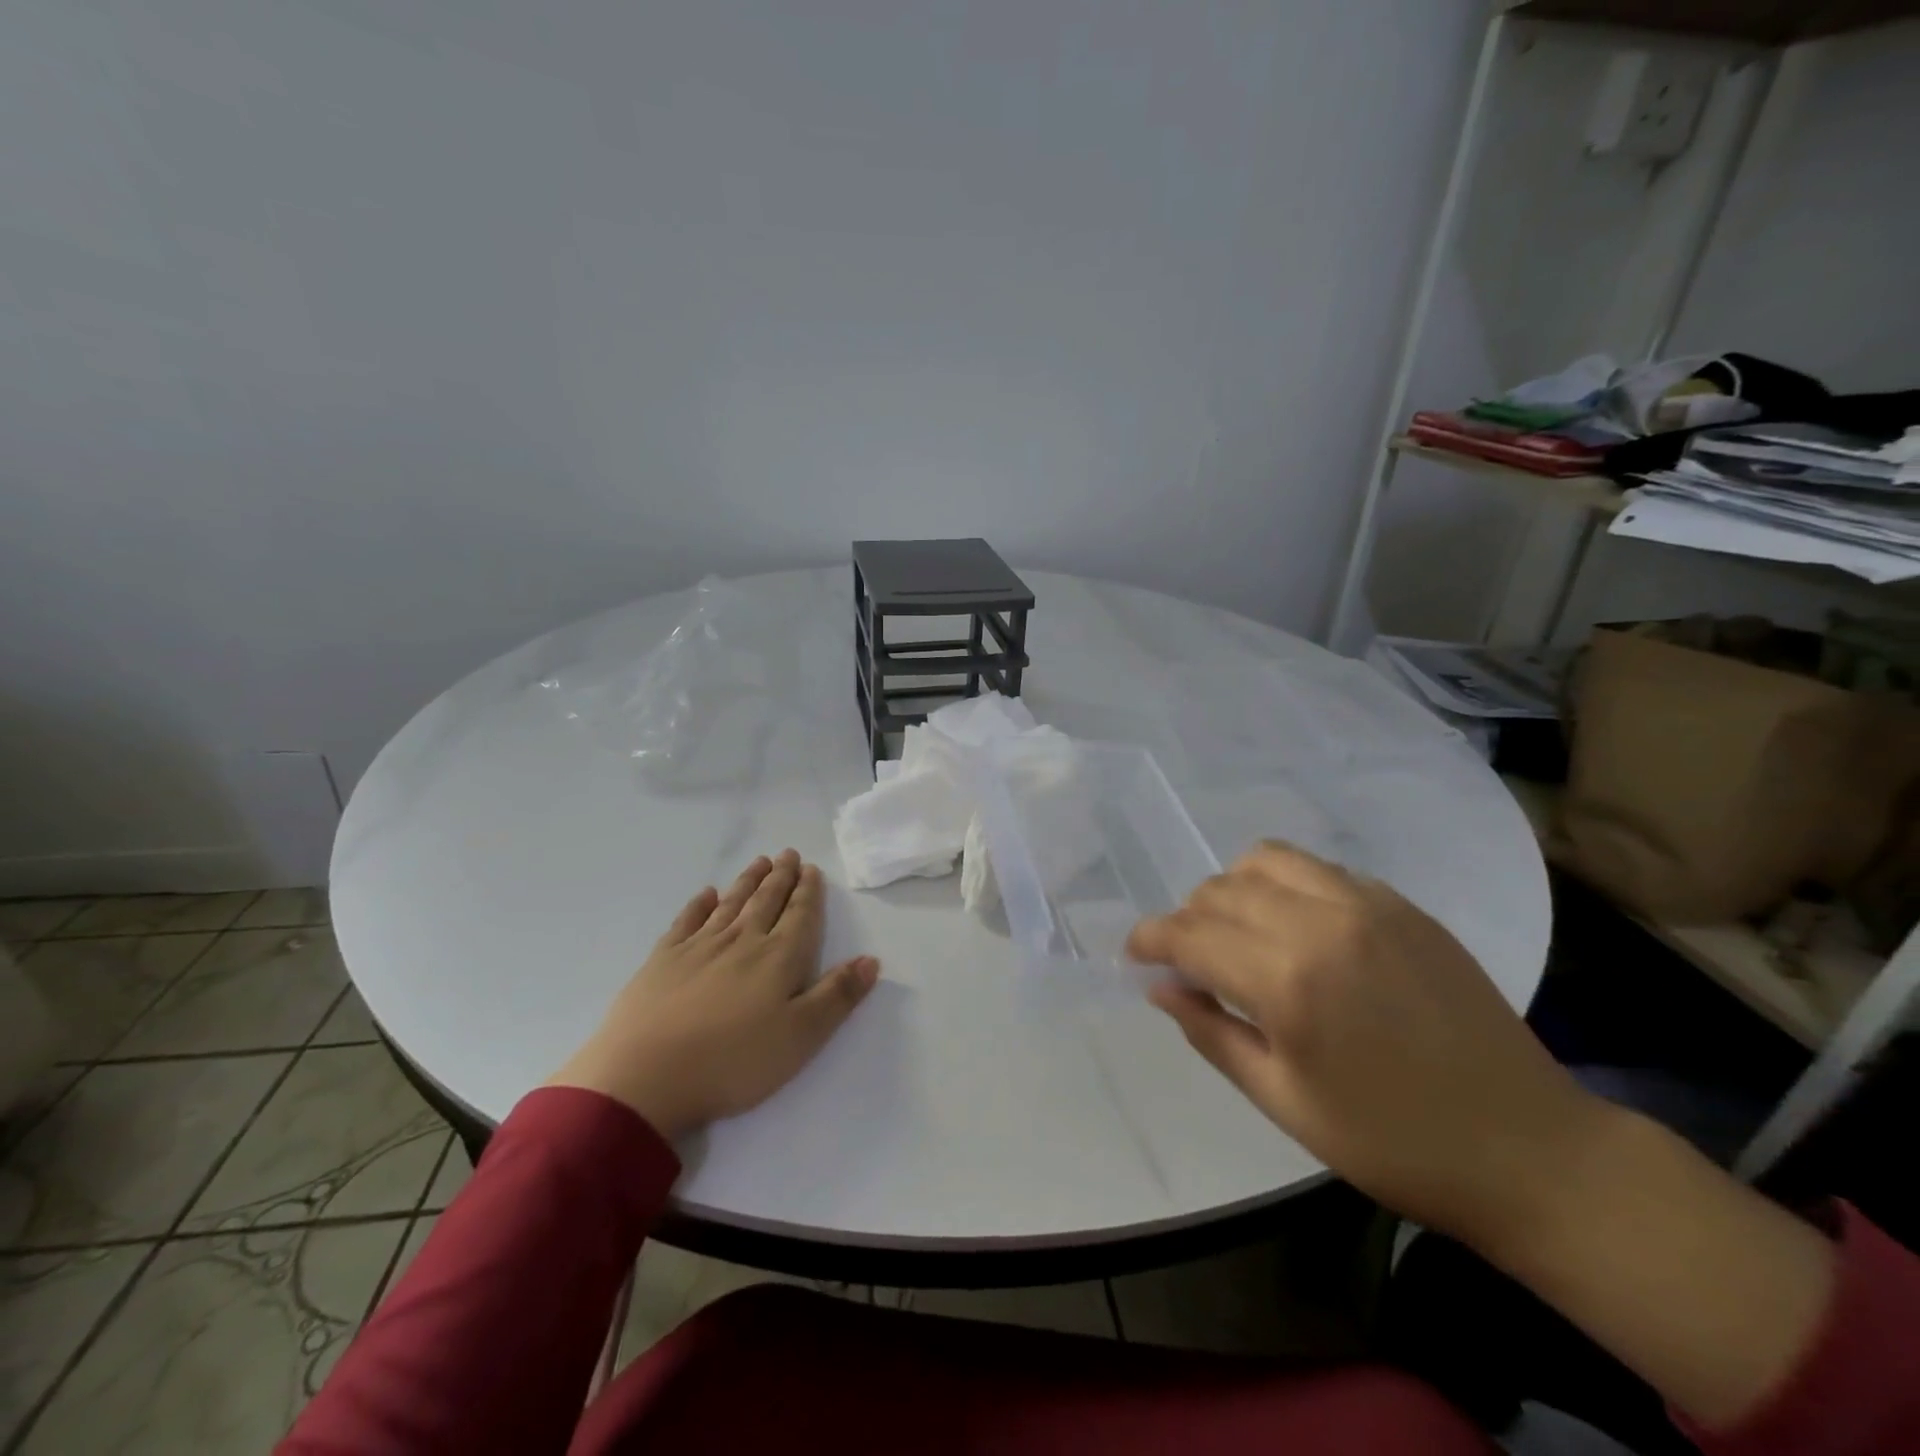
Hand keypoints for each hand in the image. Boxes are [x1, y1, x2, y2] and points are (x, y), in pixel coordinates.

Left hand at [548, 850, 879, 1138]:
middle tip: (788, 854)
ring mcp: (699, 947)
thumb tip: (871, 960)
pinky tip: (706, 894)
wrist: (645, 1077)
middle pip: (766, 901)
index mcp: (778, 958)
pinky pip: (686, 921)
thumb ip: (837, 996)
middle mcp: (742, 941)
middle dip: (781, 877)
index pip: (800, 915)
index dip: (808, 892)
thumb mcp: (801, 1037)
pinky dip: (699, 904)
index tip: (812, 869)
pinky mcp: (663, 960)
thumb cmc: (733, 1062)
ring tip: (759, 862)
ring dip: (747, 882)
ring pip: (731, 904)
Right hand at [1127, 840, 1596, 1250]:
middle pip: (1221, 891)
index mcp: (1287, 981)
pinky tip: (1298, 928)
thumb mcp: (1284, 1102)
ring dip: (1233, 889)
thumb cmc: (1393, 1143)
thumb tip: (1160, 986)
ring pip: (1266, 860)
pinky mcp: (1403, 905)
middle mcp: (1321, 923)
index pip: (1190, 934)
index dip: (1150, 939)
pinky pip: (1320, 869)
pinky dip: (1286, 885)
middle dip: (1188, 919)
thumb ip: (1211, 1032)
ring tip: (1238, 931)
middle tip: (1187, 959)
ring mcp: (1368, 905)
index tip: (1134, 954)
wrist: (1530, 1149)